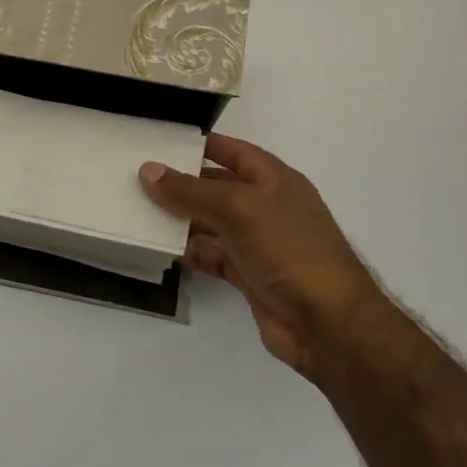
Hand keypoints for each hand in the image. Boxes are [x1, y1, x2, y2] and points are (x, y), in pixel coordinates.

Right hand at [140, 134, 377, 381]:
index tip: (164, 142)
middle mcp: (268, 208)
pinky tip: (162, 248)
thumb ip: (191, 191)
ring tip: (140, 211)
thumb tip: (148, 170)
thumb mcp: (237, 209)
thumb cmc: (289, 250)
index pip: (235, 152)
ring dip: (183, 219)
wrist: (327, 324)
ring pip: (213, 224)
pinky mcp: (251, 276)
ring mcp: (260, 244)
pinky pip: (214, 256)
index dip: (203, 145)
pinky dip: (191, 252)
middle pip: (220, 188)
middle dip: (185, 184)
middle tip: (139, 177)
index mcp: (276, 180)